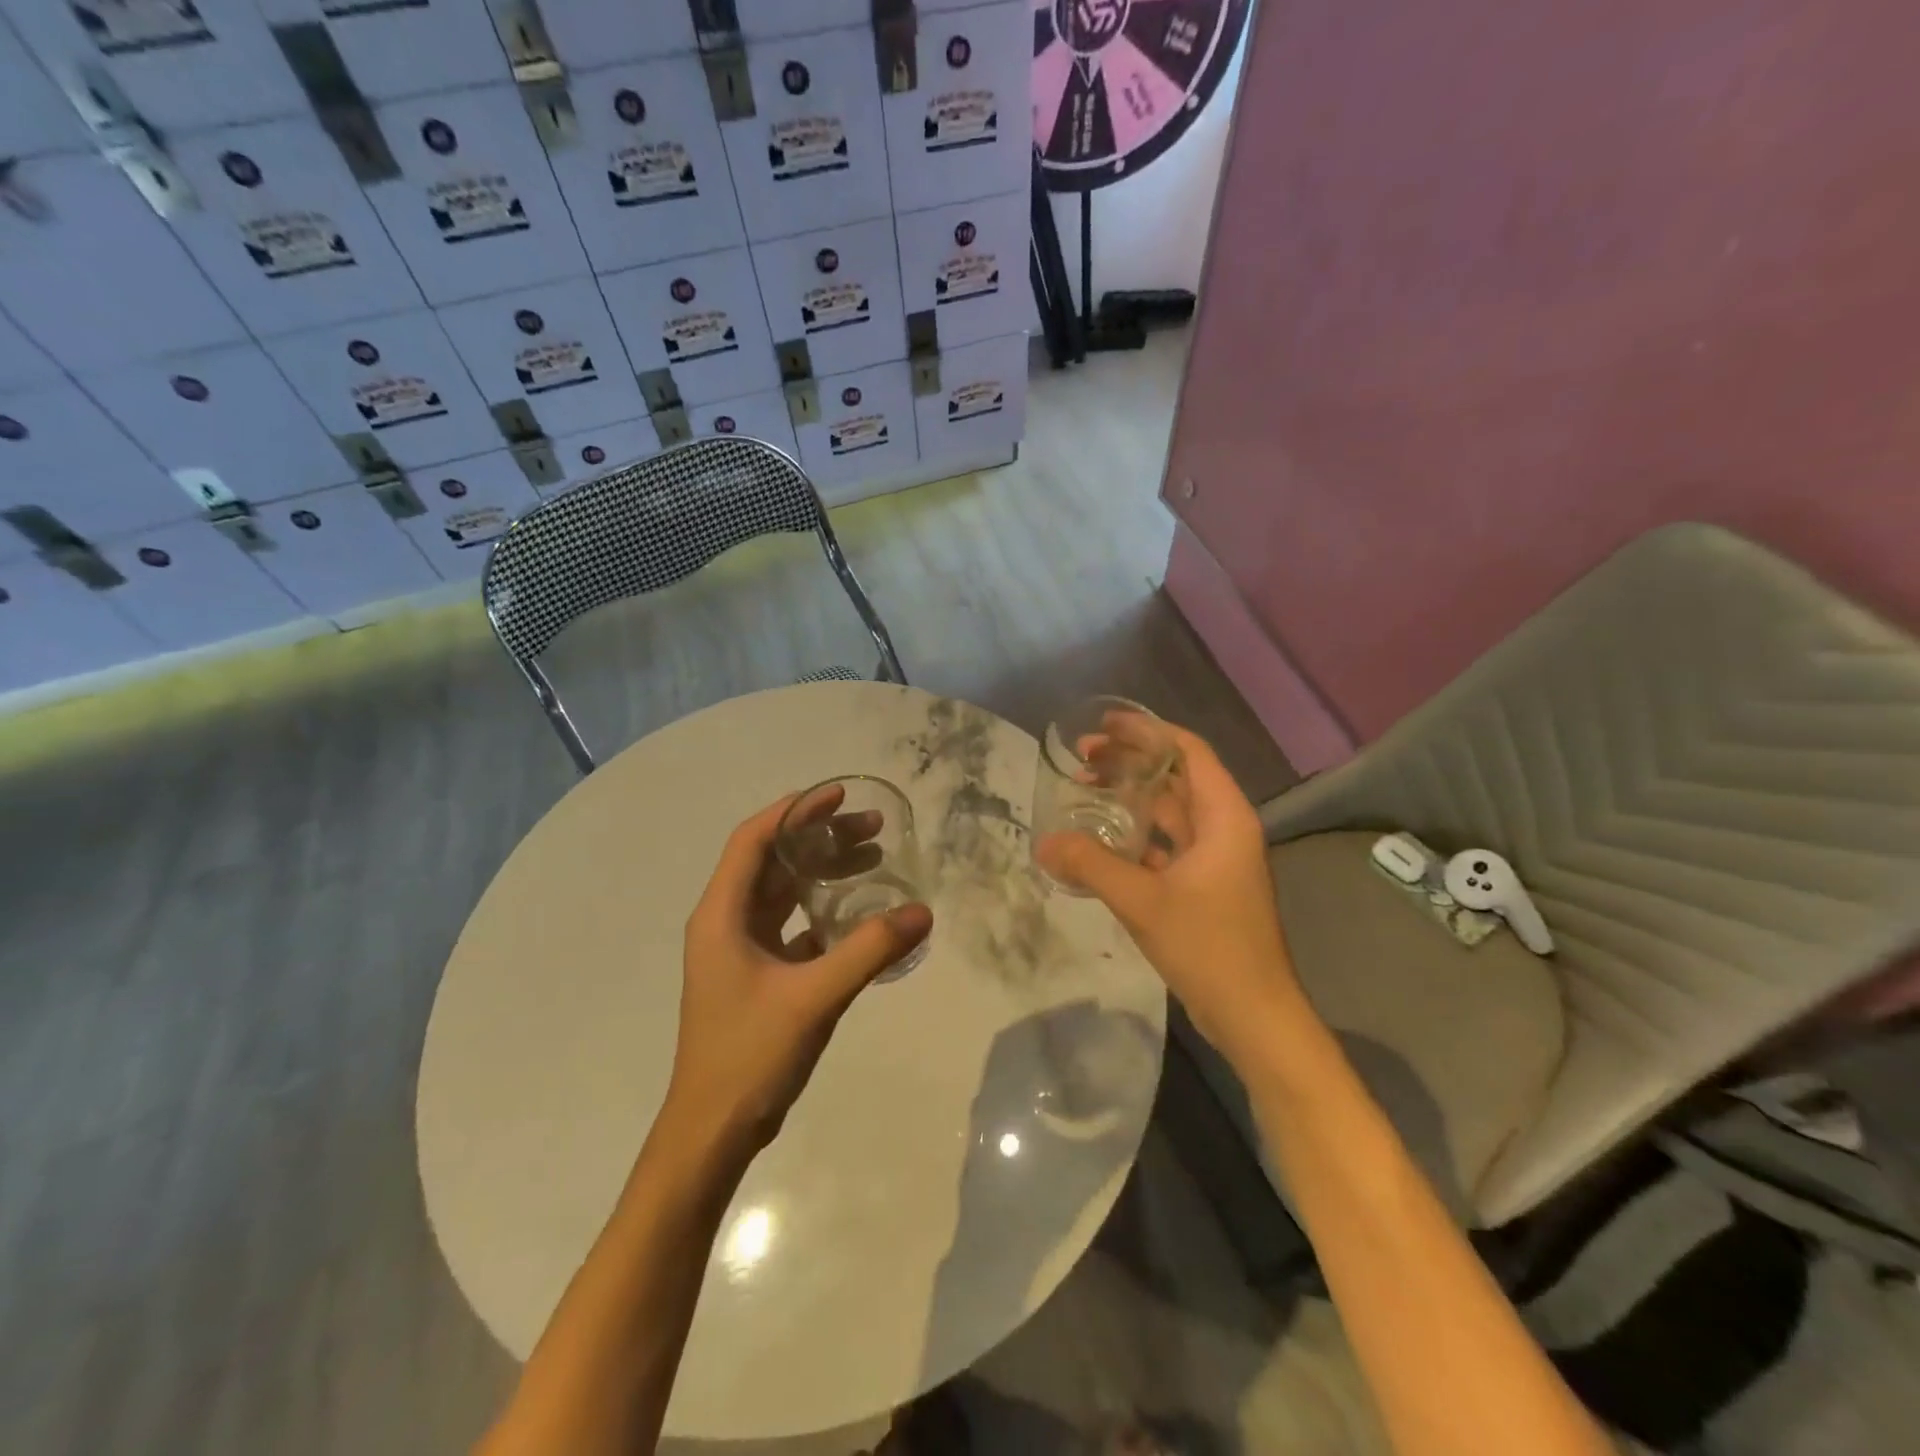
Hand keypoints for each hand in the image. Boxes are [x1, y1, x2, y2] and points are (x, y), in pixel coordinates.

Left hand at [668, 791, 933, 1154]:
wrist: (714, 1130)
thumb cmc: (750, 1054)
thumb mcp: (814, 996)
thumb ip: (869, 950)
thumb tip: (923, 912)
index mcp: (722, 915)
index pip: (754, 839)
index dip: (795, 811)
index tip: (840, 795)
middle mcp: (726, 923)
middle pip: (773, 860)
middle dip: (820, 837)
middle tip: (873, 827)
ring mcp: (739, 950)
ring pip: (783, 892)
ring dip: (823, 871)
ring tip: (873, 858)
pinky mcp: (756, 975)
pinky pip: (792, 924)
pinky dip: (822, 909)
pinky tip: (859, 913)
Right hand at [1035, 725, 1303, 1068]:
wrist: (1253, 1015)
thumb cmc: (1208, 947)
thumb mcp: (1143, 901)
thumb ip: (1091, 865)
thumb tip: (1045, 842)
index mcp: (1224, 817)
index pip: (1188, 752)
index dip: (1147, 731)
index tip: (1104, 725)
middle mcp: (1224, 828)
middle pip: (1176, 777)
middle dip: (1131, 762)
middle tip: (1083, 758)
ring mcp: (1216, 859)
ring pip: (1170, 812)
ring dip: (1132, 798)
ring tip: (1086, 789)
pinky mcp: (1205, 886)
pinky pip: (1167, 845)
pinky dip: (1136, 835)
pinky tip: (1101, 841)